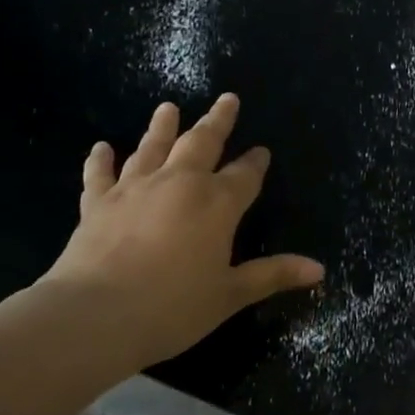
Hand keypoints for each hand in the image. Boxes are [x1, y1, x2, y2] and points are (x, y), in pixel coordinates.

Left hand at [40, 94, 322, 362]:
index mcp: (217, 203)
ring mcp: (135, 190)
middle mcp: (179, 184)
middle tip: (227, 99)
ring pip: (153, 148)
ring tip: (169, 107)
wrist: (95, 316)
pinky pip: (100, 175)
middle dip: (218, 121)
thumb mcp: (231, 294)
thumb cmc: (173, 307)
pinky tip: (101, 148)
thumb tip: (319, 269)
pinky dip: (101, 161)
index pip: (245, 175)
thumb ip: (273, 275)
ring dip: (163, 127)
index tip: (262, 151)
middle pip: (202, 143)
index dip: (255, 163)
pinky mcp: (98, 204)